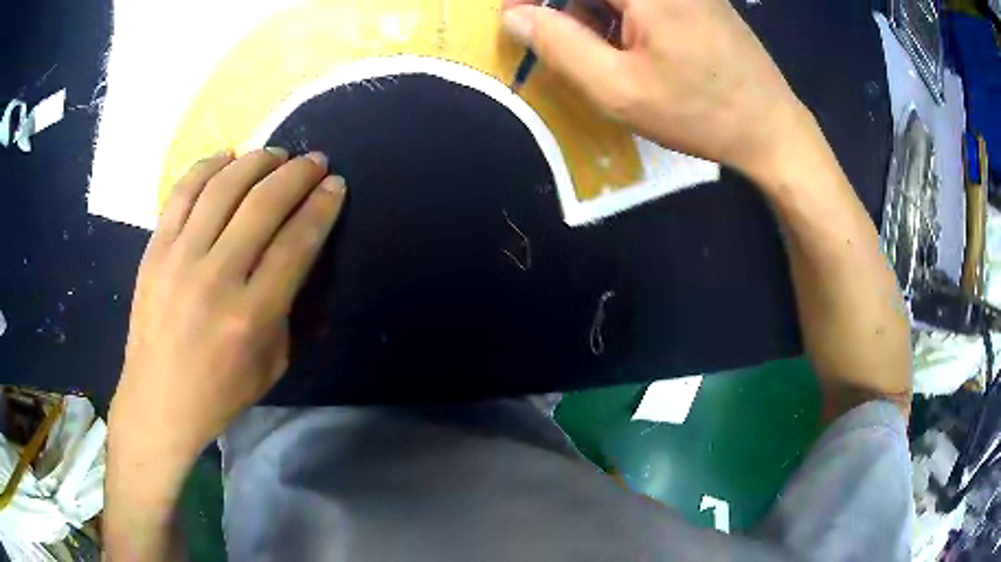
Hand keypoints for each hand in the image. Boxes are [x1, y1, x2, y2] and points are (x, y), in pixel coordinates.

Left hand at [109, 149, 345, 461]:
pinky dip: (208, 166)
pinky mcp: (155, 249)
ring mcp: (180, 258)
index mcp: (251, 315)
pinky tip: (227, 158)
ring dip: (256, 161)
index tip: (335, 185)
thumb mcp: (272, 366)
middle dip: (297, 174)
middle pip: (264, 204)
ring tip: (274, 156)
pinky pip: (183, 192)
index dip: (322, 207)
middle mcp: (216, 277)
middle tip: (313, 161)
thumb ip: (288, 310)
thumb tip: (297, 258)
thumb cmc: (219, 393)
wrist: (157, 401)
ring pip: (223, 187)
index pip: (297, 242)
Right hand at [501, 0, 809, 181]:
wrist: (772, 128)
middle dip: (569, 9)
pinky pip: (644, 0)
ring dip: (596, 13)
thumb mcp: (619, 89)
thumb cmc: (699, 113)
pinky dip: (623, 16)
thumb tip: (514, 16)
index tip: (517, 20)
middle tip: (568, 44)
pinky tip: (636, 47)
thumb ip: (559, 45)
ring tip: (611, 56)